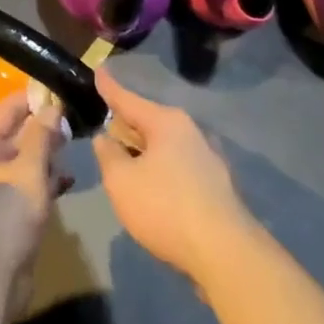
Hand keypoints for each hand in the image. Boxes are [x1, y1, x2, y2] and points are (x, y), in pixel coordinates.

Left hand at [0, 89, 68, 320]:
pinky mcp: (5, 210)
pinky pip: (26, 184)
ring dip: (47, 154)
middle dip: (44, 127)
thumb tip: (52, 105)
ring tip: (76, 145)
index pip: (7, 108)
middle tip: (76, 118)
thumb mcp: (28, 170)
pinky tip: (68, 180)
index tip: (62, 88)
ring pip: (23, 159)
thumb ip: (41, 135)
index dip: (34, 97)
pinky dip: (45, 180)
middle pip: (15, 132)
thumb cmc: (6, 214)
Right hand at [91, 70, 249, 284]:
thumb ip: (108, 155)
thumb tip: (106, 138)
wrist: (225, 254)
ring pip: (164, 147)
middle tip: (104, 129)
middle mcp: (190, 133)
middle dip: (126, 126)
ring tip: (123, 163)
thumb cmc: (165, 207)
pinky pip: (177, 168)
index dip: (109, 87)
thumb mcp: (121, 181)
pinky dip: (160, 172)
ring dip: (143, 153)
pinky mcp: (216, 187)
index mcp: (166, 122)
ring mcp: (208, 160)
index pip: (128, 99)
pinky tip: (151, 191)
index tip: (98, 69)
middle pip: (148, 122)